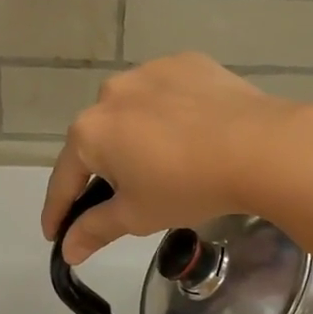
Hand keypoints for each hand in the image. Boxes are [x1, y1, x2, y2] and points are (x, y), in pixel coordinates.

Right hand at [40, 53, 312, 263]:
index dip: (58, 211)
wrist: (259, 147)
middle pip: (99, 140)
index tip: (54, 234)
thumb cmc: (187, 186)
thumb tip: (67, 250)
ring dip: (137, 136)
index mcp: (90, 131)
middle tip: (125, 198)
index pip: (65, 178)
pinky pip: (167, 94)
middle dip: (105, 170)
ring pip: (133, 113)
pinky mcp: (187, 63)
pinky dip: (170, 113)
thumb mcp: (137, 216)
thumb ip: (95, 229)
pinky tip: (192, 132)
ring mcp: (150, 72)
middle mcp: (111, 93)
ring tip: (166, 161)